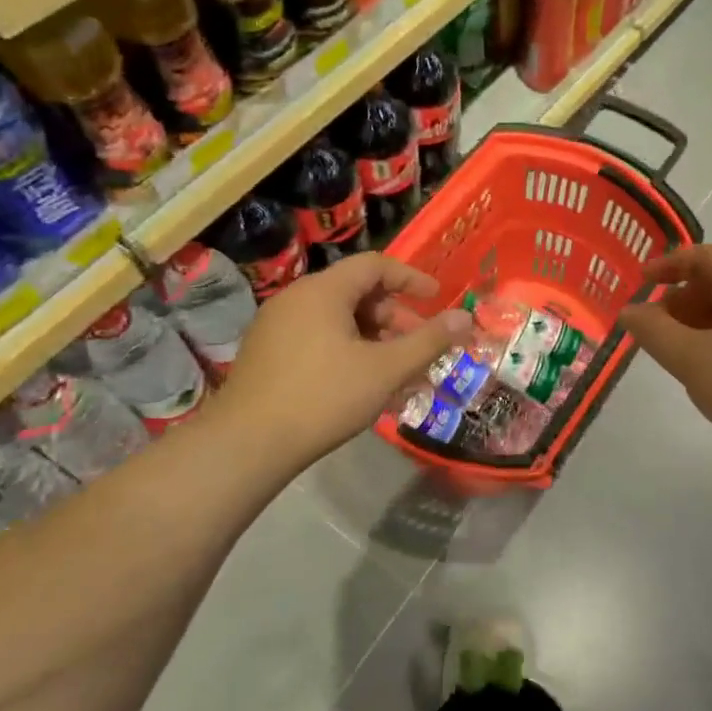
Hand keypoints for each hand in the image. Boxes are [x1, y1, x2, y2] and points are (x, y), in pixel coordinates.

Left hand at [218, 254, 471, 465]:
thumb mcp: (386, 370)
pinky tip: (363, 387)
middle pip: (357, 293)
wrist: (246, 445)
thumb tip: (465, 318)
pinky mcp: (268, 353)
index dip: (411, 278)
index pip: (375, 265)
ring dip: (375, 341)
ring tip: (397, 375)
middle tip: (419, 348)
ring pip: (339, 320)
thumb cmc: (324, 397)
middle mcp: (297, 299)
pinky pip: (318, 339)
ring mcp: (277, 326)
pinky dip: (349, 352)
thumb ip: (428, 341)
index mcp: (323, 291)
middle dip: (395, 319)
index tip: (437, 298)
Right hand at [618, 246, 711, 463]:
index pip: (706, 256)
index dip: (669, 264)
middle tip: (654, 326)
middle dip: (682, 298)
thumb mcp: (689, 357)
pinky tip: (709, 370)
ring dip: (699, 321)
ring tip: (676, 352)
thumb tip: (629, 311)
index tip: (640, 281)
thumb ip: (652, 330)